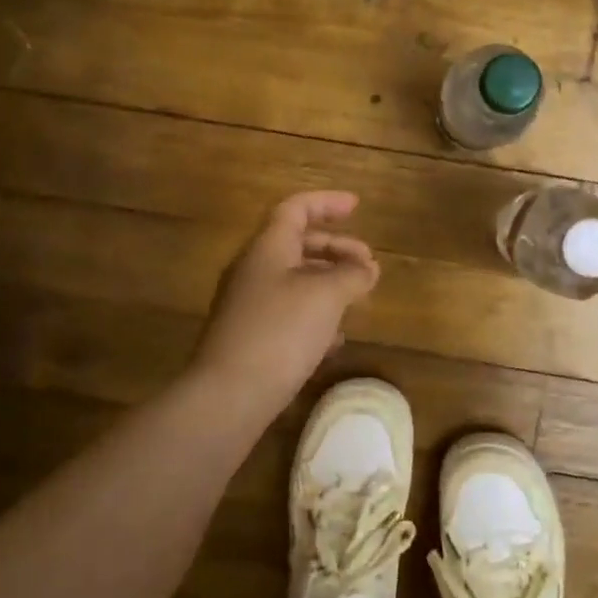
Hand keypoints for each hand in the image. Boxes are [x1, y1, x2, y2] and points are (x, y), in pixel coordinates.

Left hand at [189, 191, 380, 419]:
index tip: (357, 206)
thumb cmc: (280, 331)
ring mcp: (248, 306)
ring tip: (357, 298)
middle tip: (368, 263)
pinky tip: (334, 339)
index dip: (326, 203)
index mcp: (267, 248)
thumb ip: (351, 274)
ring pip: (294, 280)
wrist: (229, 394)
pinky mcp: (250, 338)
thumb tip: (367, 268)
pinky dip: (315, 314)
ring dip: (328, 282)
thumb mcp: (326, 295)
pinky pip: (288, 313)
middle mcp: (253, 270)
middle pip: (297, 244)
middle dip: (336, 248)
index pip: (295, 209)